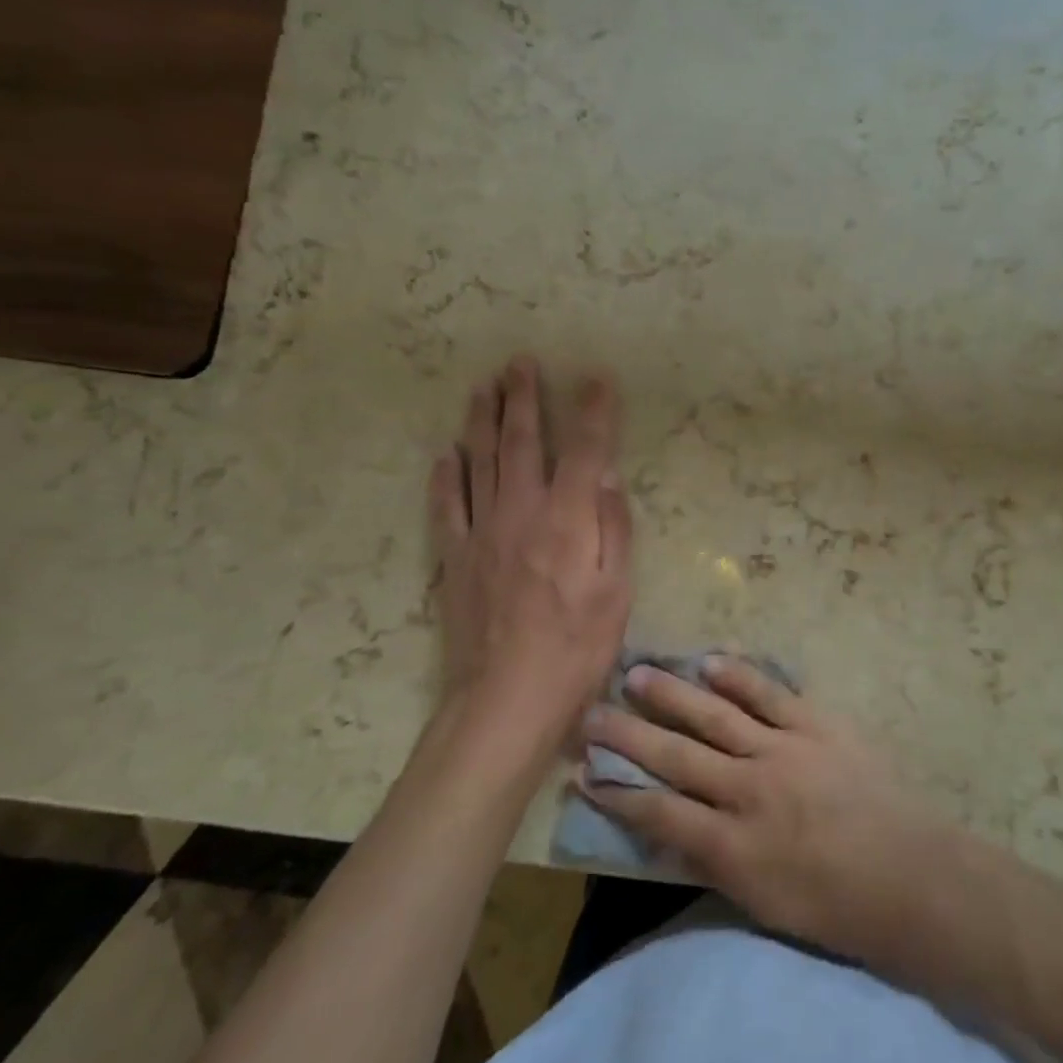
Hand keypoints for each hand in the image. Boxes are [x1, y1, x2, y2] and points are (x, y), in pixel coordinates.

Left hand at [428, 356, 632, 759]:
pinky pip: (446, 506)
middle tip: (520, 362)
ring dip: (481, 420)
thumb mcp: (617, 591)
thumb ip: (614, 528)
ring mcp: (482, 531)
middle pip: (521, 442)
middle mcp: (522, 512)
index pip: (585, 449)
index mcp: (568, 519)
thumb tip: (608, 476)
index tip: (597, 377)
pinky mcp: (454, 557)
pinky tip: (445, 454)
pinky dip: (445, 476)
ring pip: (479, 462)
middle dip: (523, 398)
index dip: (593, 410)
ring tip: (483, 387)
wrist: (506, 699)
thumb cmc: (577, 648)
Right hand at [580, 658, 950, 962]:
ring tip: (637, 671)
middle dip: (628, 736)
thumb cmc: (835, 907)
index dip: (617, 793)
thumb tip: (673, 829)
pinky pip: (770, 694)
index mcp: (732, 846)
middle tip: (591, 713)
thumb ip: (715, 861)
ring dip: (672, 694)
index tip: (582, 772)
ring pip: (714, 716)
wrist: (908, 876)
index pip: (658, 813)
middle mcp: (748, 791)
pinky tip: (710, 659)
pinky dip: (739, 675)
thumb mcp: (762, 903)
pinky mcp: (816, 724)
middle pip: (676, 756)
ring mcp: (783, 750)